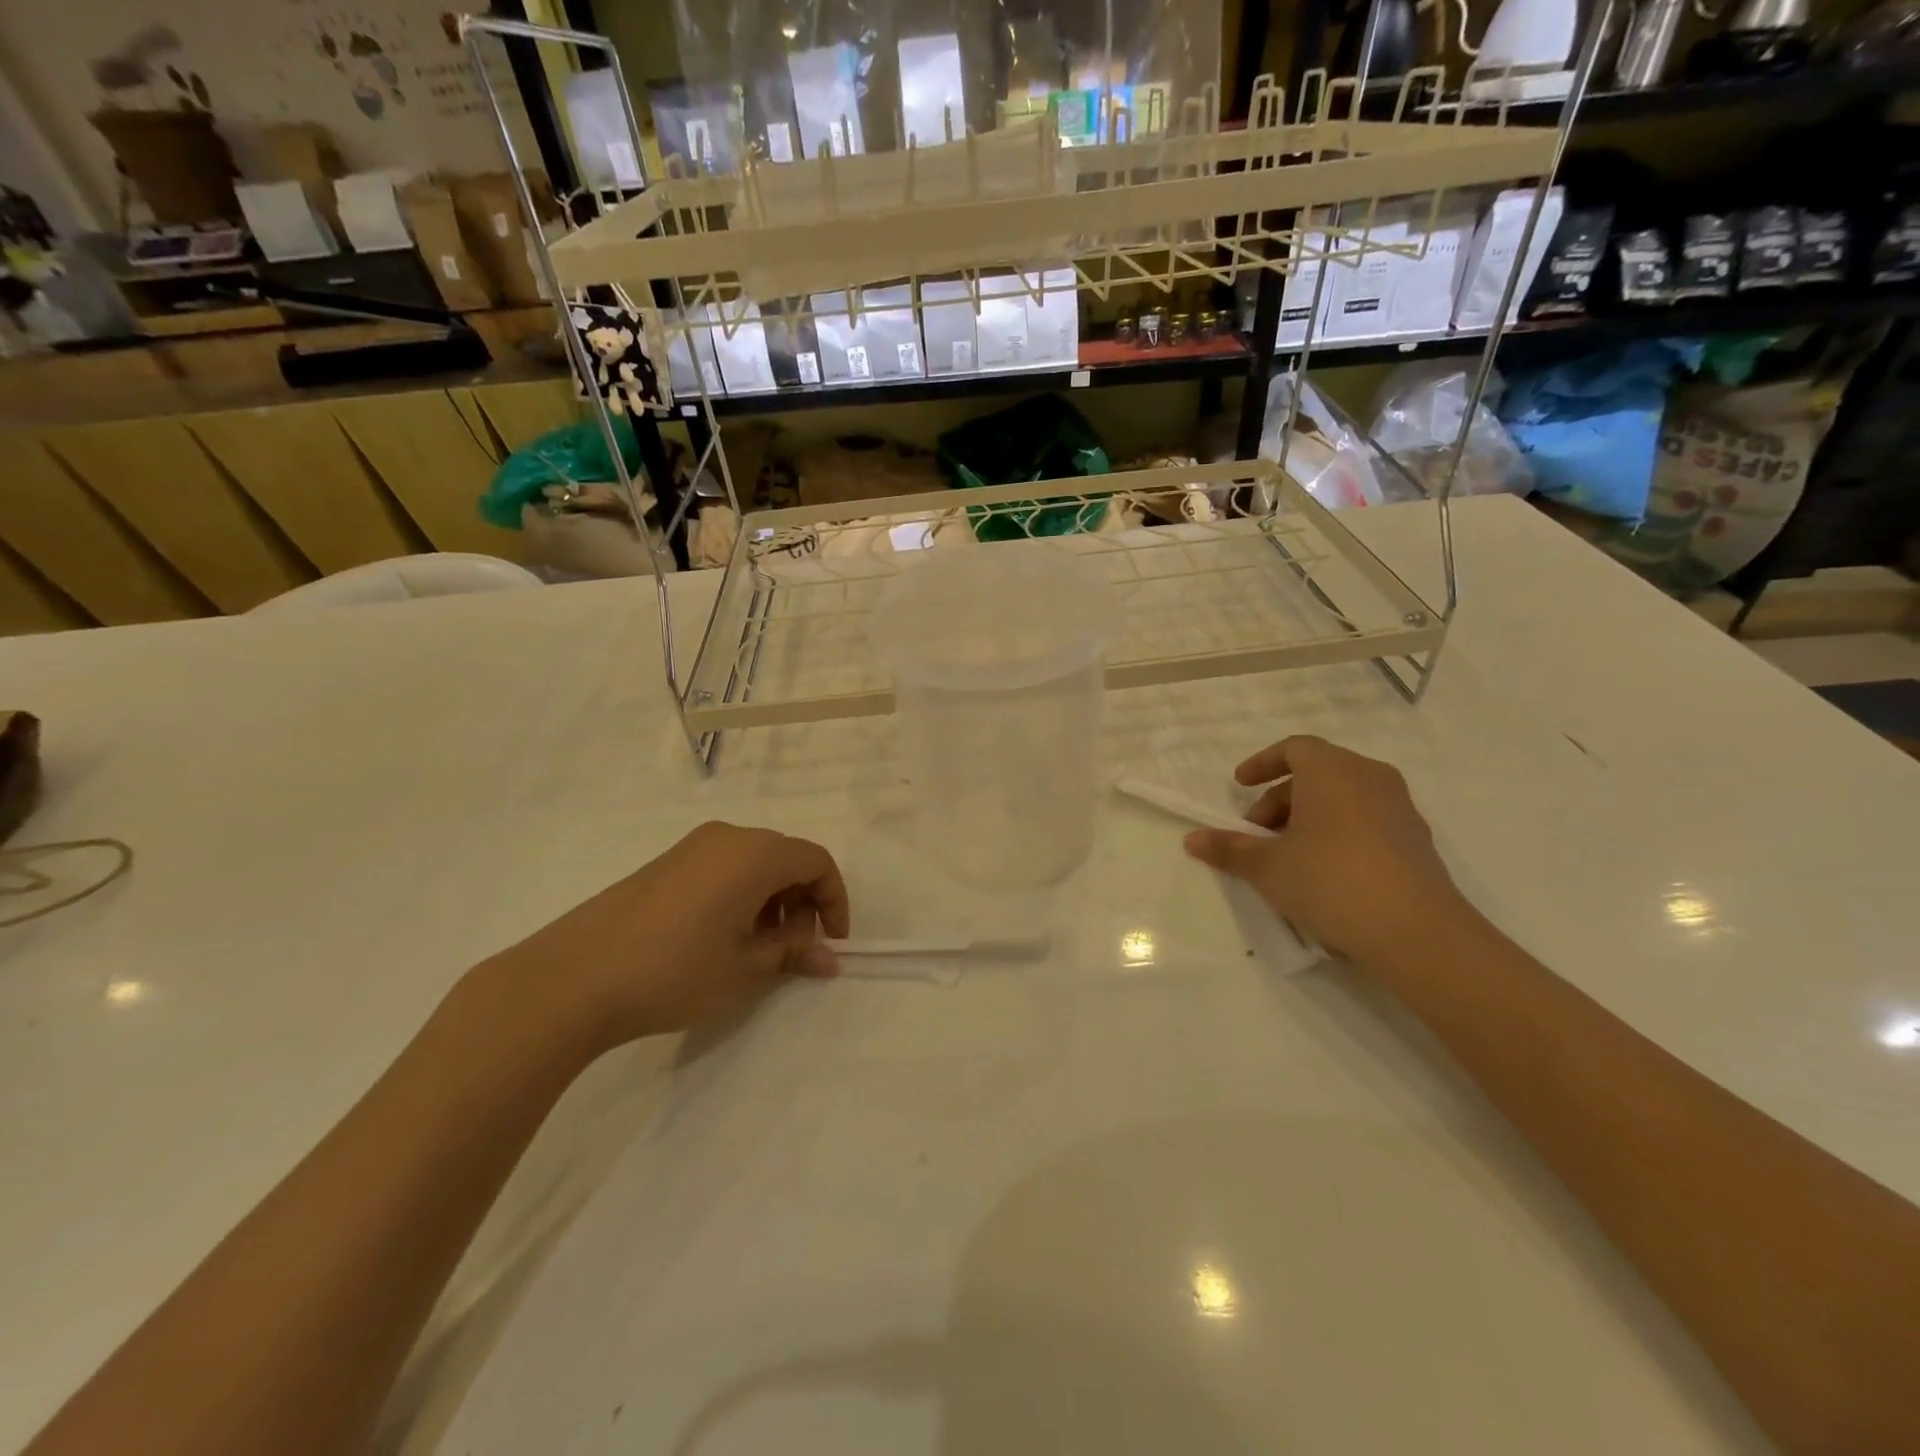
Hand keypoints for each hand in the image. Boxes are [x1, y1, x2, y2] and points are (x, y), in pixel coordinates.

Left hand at [487, 821, 849, 1053]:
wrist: (575, 977)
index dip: (834, 901)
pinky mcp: (665, 865)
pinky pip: (722, 869)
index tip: (831, 943)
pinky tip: (721, 939)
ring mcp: (691, 848)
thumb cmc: (676, 970)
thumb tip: (827, 957)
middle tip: (795, 950)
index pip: (817, 862)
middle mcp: (727, 838)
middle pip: (786, 858)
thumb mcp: (746, 969)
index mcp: (755, 853)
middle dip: (802, 902)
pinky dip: (740, 896)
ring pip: (753, 864)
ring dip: (771, 901)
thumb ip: (793, 954)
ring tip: (759, 950)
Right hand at [1182, 735, 1468, 968]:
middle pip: (1317, 773)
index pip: (1294, 748)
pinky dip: (1338, 832)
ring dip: (1309, 817)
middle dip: (1280, 799)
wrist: (1416, 932)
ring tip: (1289, 855)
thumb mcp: (1268, 867)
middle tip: (1258, 834)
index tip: (1240, 786)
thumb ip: (1229, 848)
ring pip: (1343, 798)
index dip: (1262, 763)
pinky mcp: (1417, 840)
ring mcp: (1400, 808)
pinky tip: (1326, 872)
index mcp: (1333, 771)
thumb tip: (1192, 840)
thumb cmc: (1330, 881)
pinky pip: (1366, 820)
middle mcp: (1370, 778)